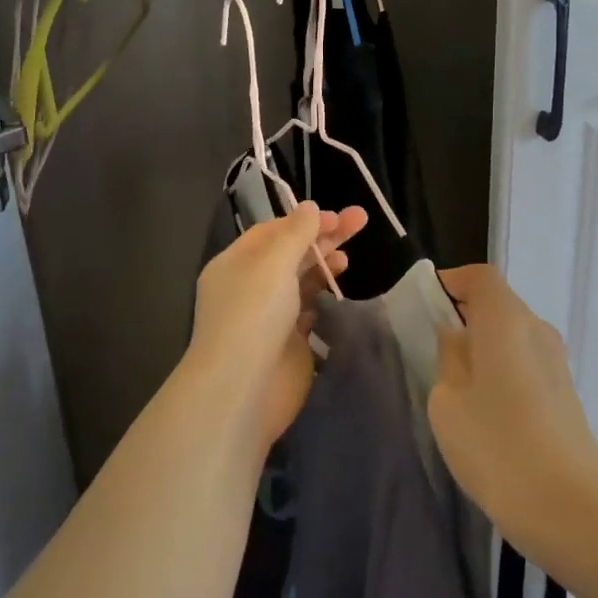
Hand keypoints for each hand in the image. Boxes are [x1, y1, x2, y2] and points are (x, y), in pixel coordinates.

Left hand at [187, 202, 366, 454]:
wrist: (243, 391)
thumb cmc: (253, 316)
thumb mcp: (273, 264)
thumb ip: (296, 234)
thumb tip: (310, 207)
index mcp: (236, 263)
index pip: (272, 231)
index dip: (305, 221)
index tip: (338, 217)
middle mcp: (250, 286)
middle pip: (290, 252)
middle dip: (323, 237)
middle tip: (361, 222)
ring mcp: (269, 316)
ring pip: (300, 280)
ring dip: (324, 265)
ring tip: (347, 260)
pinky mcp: (288, 342)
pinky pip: (308, 310)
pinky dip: (323, 296)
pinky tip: (339, 290)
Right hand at [429, 265, 597, 563]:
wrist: (573, 512)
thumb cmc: (498, 447)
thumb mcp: (448, 401)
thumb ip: (447, 357)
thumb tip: (455, 336)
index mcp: (507, 319)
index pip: (479, 277)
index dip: (451, 282)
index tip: (424, 309)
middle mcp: (537, 329)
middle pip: (497, 304)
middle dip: (463, 318)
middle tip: (431, 351)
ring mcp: (557, 363)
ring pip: (511, 336)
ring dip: (483, 349)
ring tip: (455, 388)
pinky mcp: (565, 394)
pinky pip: (525, 363)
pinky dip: (502, 372)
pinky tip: (487, 414)